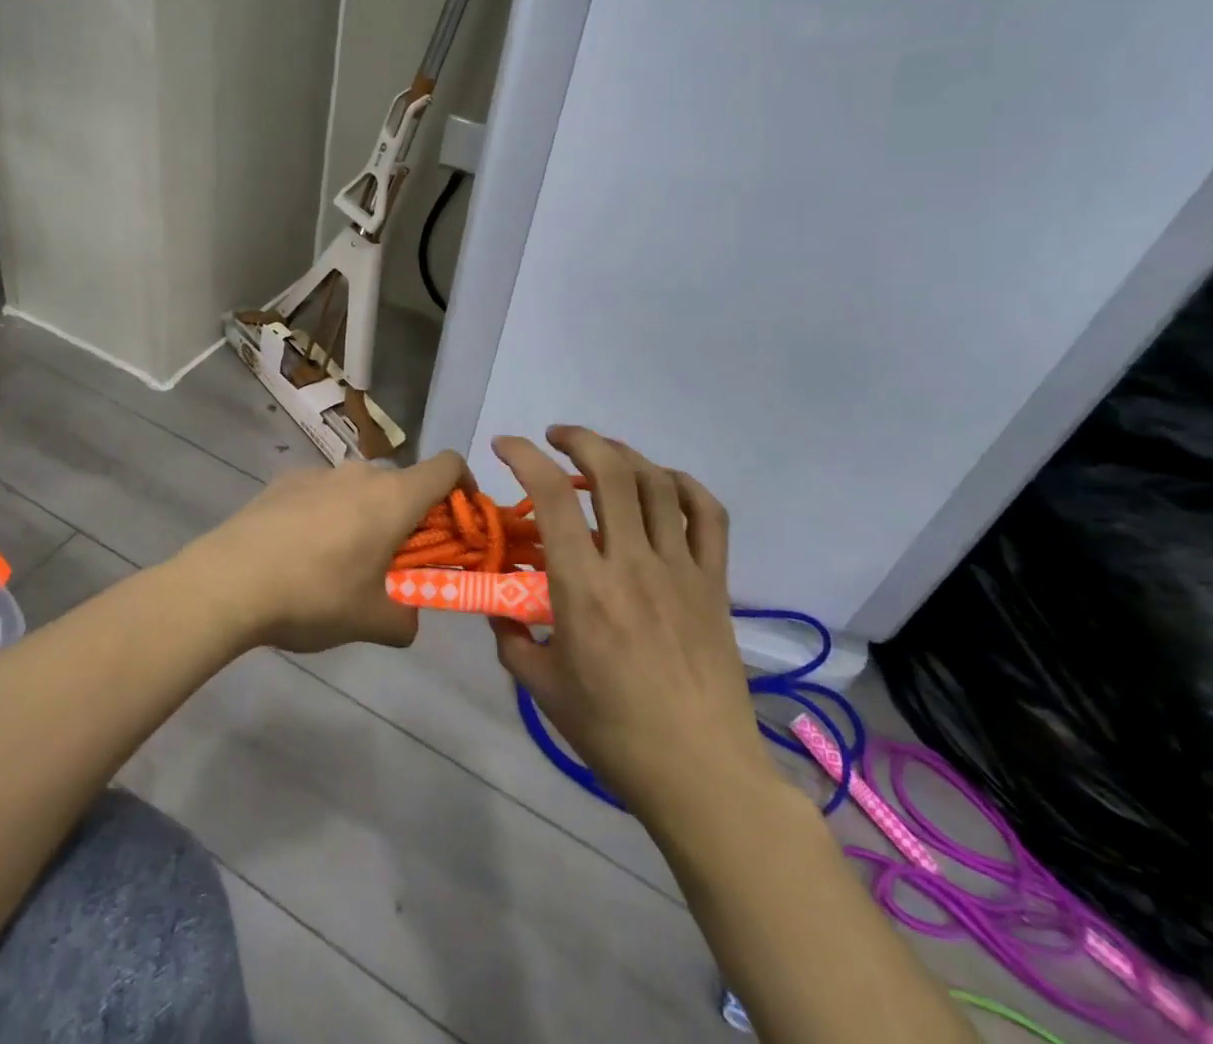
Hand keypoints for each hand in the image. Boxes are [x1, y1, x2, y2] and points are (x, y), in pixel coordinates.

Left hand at [180, 451, 465, 652]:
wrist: (229, 581)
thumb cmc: (315, 595)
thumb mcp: (372, 621)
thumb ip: (407, 618)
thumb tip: (408, 616)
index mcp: (394, 497)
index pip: (448, 465)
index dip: (464, 487)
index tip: (459, 522)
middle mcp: (361, 473)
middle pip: (404, 483)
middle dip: (412, 518)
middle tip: (398, 562)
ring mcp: (319, 472)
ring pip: (362, 488)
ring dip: (368, 516)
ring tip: (344, 563)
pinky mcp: (285, 480)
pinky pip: (324, 492)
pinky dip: (330, 514)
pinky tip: (302, 552)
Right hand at [490, 427, 775, 822]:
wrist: (701, 774)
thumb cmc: (614, 734)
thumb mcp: (543, 689)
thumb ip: (512, 639)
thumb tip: (497, 608)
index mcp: (585, 588)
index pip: (553, 497)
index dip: (526, 457)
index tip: (506, 445)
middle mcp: (633, 565)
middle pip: (612, 473)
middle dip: (579, 440)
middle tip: (555, 437)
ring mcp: (681, 570)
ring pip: (657, 485)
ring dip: (625, 455)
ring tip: (601, 454)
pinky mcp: (714, 583)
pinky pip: (708, 516)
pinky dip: (684, 486)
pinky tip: (663, 483)